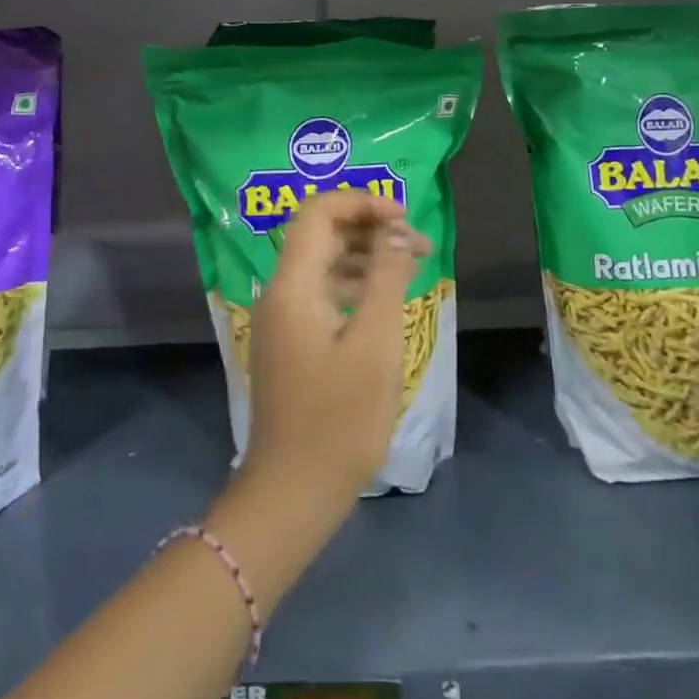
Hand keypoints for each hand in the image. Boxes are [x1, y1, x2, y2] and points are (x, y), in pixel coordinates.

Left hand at [243, 189, 429, 508]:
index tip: (405, 218)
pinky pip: (321, 293)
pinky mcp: (290, 343)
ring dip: (366, 256)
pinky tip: (386, 302)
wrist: (291, 495)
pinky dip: (355, 286)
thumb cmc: (339, 421)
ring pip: (323, 264)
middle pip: (320, 234)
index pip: (319, 212)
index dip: (363, 203)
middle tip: (419, 244)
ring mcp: (281, 319)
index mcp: (292, 285)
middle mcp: (279, 293)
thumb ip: (387, 278)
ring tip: (412, 268)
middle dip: (370, 228)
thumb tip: (396, 230)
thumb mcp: (375, 345)